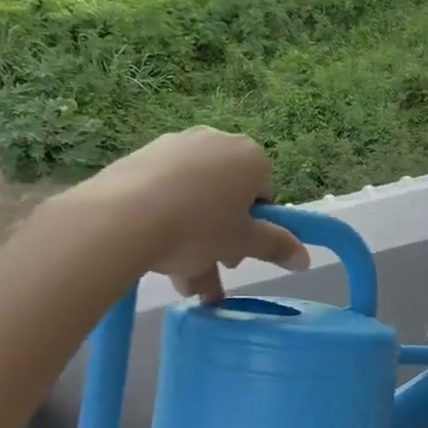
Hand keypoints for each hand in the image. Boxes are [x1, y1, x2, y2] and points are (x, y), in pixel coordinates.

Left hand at [70, 127, 309, 300]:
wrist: (121, 218)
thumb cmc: (198, 228)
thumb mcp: (243, 242)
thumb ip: (277, 246)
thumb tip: (305, 258)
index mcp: (250, 156)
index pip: (264, 194)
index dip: (254, 228)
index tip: (238, 253)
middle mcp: (216, 142)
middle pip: (228, 197)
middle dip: (222, 238)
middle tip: (214, 267)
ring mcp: (175, 147)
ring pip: (195, 200)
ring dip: (195, 242)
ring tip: (184, 285)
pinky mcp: (141, 158)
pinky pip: (166, 193)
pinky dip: (168, 222)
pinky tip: (159, 258)